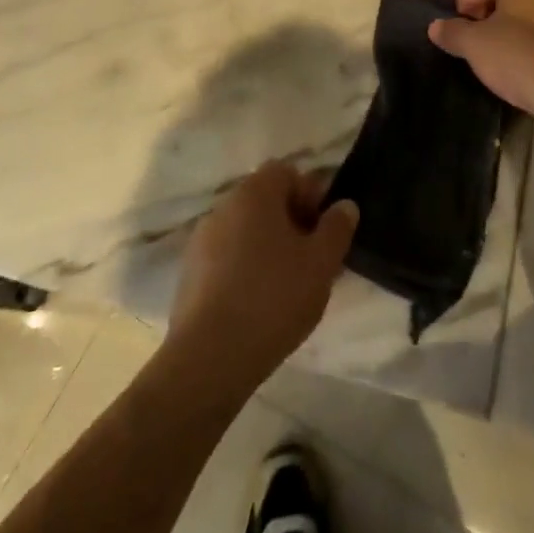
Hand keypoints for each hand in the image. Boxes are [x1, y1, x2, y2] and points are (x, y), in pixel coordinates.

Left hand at [167, 161, 358, 385]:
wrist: (208, 359)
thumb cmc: (273, 299)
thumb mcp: (321, 264)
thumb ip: (337, 228)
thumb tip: (344, 206)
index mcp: (255, 192)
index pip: (288, 173)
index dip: (311, 197)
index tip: (323, 233)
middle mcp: (225, 205)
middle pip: (266, 202)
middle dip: (291, 224)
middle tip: (311, 262)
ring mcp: (202, 240)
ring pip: (246, 232)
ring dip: (267, 249)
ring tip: (286, 289)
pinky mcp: (189, 274)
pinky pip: (226, 259)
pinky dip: (243, 271)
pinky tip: (256, 307)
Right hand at [428, 0, 533, 119]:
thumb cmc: (520, 59)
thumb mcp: (475, 45)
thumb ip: (452, 31)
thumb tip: (437, 26)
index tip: (454, 26)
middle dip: (486, 12)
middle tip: (473, 40)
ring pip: (532, 12)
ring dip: (512, 27)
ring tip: (499, 55)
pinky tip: (528, 66)